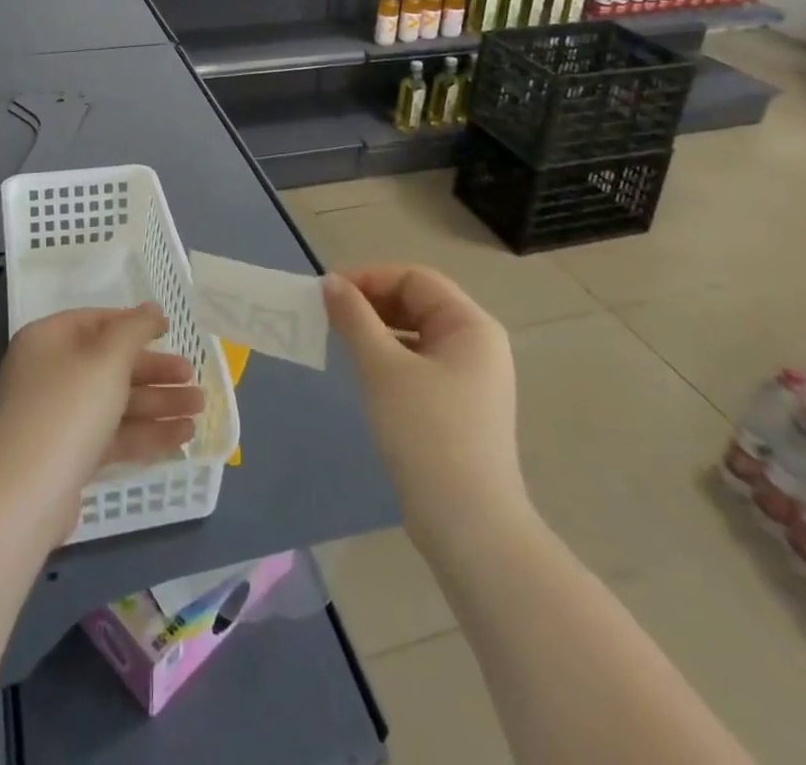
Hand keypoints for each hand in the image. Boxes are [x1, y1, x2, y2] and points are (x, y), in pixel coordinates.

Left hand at [0, 304, 203, 541]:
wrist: (23, 497)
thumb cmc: (68, 409)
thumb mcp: (107, 359)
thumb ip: (135, 329)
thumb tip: (151, 307)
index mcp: (48, 339)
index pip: (97, 320)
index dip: (135, 323)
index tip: (170, 330)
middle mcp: (49, 372)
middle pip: (110, 364)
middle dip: (155, 372)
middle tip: (193, 377)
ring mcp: (57, 416)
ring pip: (115, 401)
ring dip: (158, 404)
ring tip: (200, 410)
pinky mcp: (67, 455)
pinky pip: (111, 434)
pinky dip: (144, 433)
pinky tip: (182, 437)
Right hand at [324, 265, 524, 544]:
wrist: (469, 527)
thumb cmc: (426, 434)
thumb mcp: (382, 368)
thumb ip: (354, 318)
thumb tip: (330, 282)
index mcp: (470, 325)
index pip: (415, 278)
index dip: (370, 278)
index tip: (328, 293)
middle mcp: (477, 344)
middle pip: (418, 302)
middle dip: (372, 303)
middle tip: (329, 316)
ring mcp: (471, 378)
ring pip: (416, 334)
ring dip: (377, 330)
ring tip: (340, 341)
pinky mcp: (459, 407)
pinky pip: (419, 364)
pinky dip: (390, 358)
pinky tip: (364, 373)